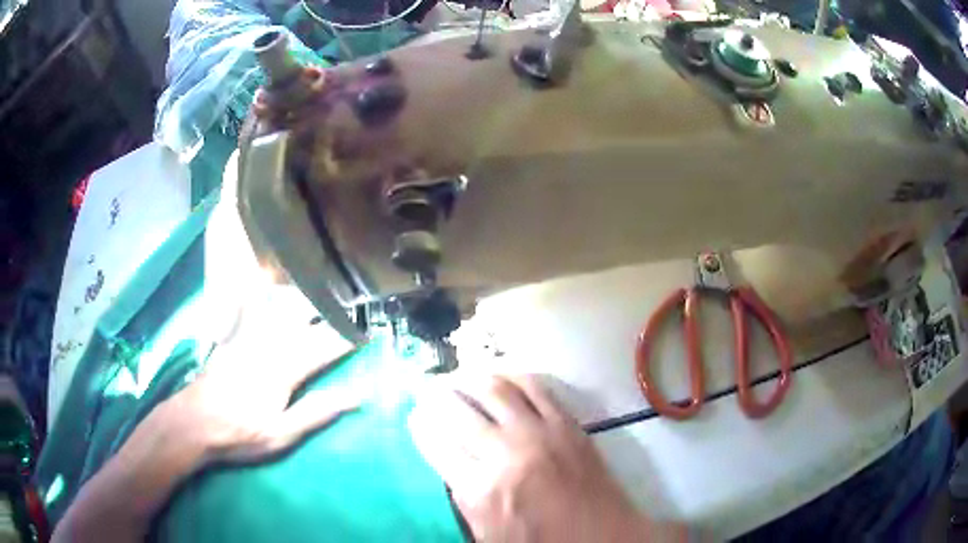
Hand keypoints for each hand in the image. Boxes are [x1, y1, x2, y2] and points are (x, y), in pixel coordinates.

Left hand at [54, 284, 359, 542]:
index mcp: (286, 368)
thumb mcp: (283, 433)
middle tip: (354, 302)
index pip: (326, 347)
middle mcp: (270, 343)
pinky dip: (269, 293)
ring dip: (306, 296)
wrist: (195, 421)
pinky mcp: (235, 335)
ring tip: (323, 288)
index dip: (351, 338)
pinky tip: (271, 283)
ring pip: (283, 306)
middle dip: (333, 310)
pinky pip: (255, 306)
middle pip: (307, 319)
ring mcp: (250, 335)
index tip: (372, 330)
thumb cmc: (240, 432)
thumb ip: (319, 412)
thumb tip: (358, 397)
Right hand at [408, 374, 667, 541]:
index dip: (420, 424)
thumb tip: (449, 462)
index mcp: (481, 490)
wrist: (603, 537)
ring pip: (494, 388)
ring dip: (469, 378)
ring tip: (457, 379)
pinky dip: (511, 375)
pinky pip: (535, 386)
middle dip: (436, 396)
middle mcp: (507, 453)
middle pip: (458, 409)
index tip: (415, 415)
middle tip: (428, 391)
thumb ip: (462, 497)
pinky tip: (500, 377)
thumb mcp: (487, 534)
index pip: (436, 443)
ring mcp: (541, 433)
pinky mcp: (567, 423)